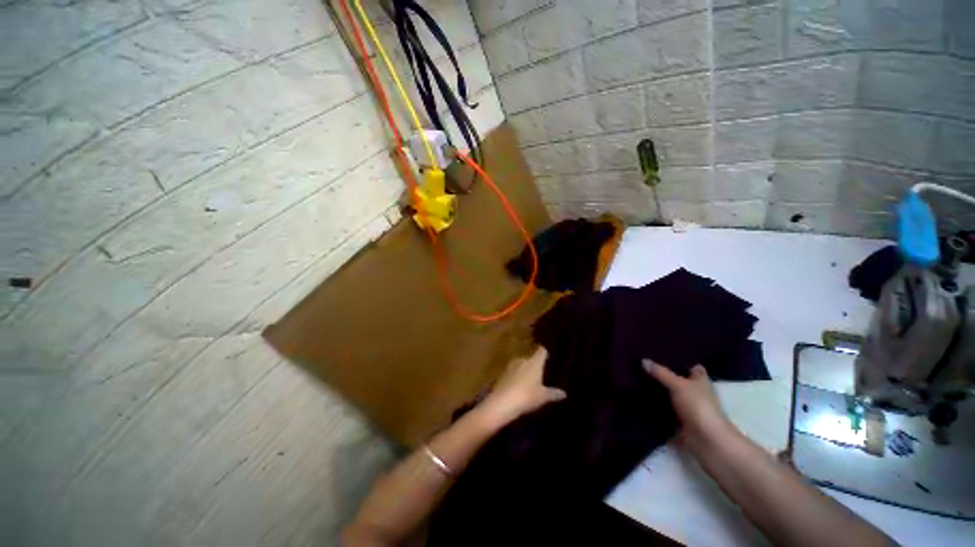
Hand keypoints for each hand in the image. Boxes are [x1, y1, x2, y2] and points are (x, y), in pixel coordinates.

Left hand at [477, 347, 566, 428]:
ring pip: (520, 366)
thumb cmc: (527, 396)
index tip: (547, 355)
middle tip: (539, 375)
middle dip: (533, 365)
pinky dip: (515, 379)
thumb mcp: (543, 397)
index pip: (541, 352)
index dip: (544, 353)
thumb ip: (553, 393)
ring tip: (528, 383)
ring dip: (523, 372)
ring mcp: (510, 366)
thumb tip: (564, 393)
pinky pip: (511, 374)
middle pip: (530, 359)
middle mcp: (522, 360)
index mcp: (534, 362)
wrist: (502, 403)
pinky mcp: (501, 374)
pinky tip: (517, 389)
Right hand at [643, 360, 731, 451]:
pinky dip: (655, 407)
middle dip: (664, 375)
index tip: (665, 353)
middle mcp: (695, 393)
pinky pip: (664, 410)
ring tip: (637, 378)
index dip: (682, 360)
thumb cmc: (698, 407)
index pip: (693, 367)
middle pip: (679, 381)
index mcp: (700, 381)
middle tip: (643, 364)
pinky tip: (640, 398)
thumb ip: (661, 373)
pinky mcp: (679, 422)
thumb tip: (643, 360)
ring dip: (658, 391)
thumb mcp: (678, 385)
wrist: (707, 441)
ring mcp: (688, 408)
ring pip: (671, 395)